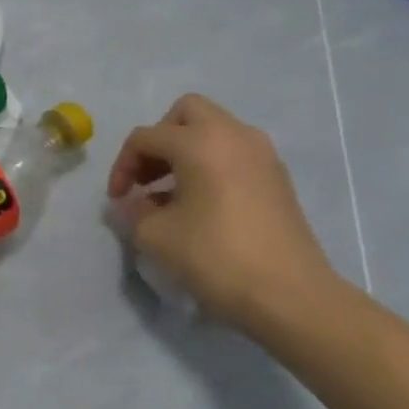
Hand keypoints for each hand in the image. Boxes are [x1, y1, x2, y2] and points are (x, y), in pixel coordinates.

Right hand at [108, 94, 339, 331]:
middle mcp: (234, 136)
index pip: (145, 137)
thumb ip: (134, 210)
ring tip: (170, 192)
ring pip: (214, 130)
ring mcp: (262, 155)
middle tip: (148, 176)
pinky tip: (200, 204)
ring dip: (186, 151)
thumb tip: (131, 202)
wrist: (290, 295)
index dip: (122, 165)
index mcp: (200, 143)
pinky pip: (234, 152)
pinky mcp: (277, 178)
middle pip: (186, 113)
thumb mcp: (155, 235)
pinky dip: (211, 164)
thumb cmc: (216, 257)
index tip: (118, 199)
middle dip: (159, 139)